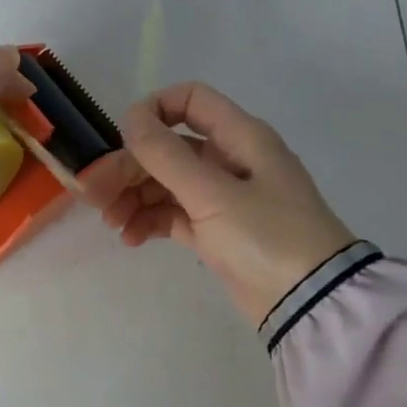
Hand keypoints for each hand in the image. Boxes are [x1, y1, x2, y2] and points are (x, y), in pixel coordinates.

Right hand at [82, 81, 355, 322]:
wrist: (312, 305)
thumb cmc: (267, 237)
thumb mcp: (212, 194)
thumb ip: (166, 154)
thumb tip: (130, 116)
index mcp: (239, 137)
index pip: (189, 100)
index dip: (153, 110)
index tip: (121, 138)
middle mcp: (230, 159)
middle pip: (167, 148)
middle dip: (128, 168)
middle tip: (93, 195)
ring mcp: (222, 197)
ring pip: (165, 182)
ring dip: (133, 196)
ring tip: (110, 222)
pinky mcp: (216, 231)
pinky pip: (173, 214)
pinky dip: (149, 220)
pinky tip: (130, 238)